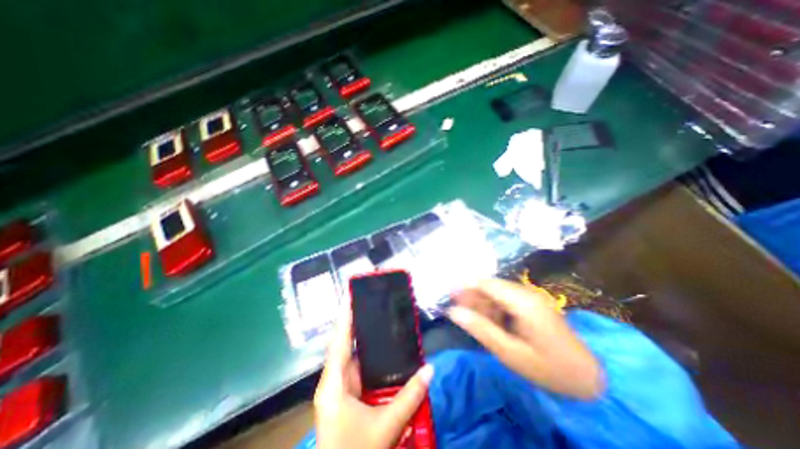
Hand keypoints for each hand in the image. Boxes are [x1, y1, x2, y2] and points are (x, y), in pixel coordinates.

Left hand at [316, 309, 434, 447]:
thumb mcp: (385, 426)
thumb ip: (410, 397)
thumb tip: (430, 369)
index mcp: (334, 384)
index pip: (339, 342)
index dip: (345, 319)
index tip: (352, 297)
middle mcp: (333, 382)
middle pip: (345, 346)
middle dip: (358, 326)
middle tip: (375, 307)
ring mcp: (339, 391)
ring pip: (353, 359)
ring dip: (365, 343)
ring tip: (381, 323)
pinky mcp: (346, 398)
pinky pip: (358, 371)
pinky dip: (369, 361)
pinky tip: (382, 354)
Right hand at [447, 278, 603, 396]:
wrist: (588, 379)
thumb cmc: (548, 368)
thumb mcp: (509, 352)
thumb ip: (480, 329)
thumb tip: (453, 312)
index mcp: (522, 302)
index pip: (487, 283)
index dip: (465, 285)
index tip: (448, 291)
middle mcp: (526, 293)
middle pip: (491, 286)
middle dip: (471, 294)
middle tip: (454, 306)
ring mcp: (531, 298)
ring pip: (497, 293)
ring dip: (481, 302)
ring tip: (467, 314)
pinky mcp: (532, 305)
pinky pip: (506, 300)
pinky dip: (493, 308)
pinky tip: (487, 319)